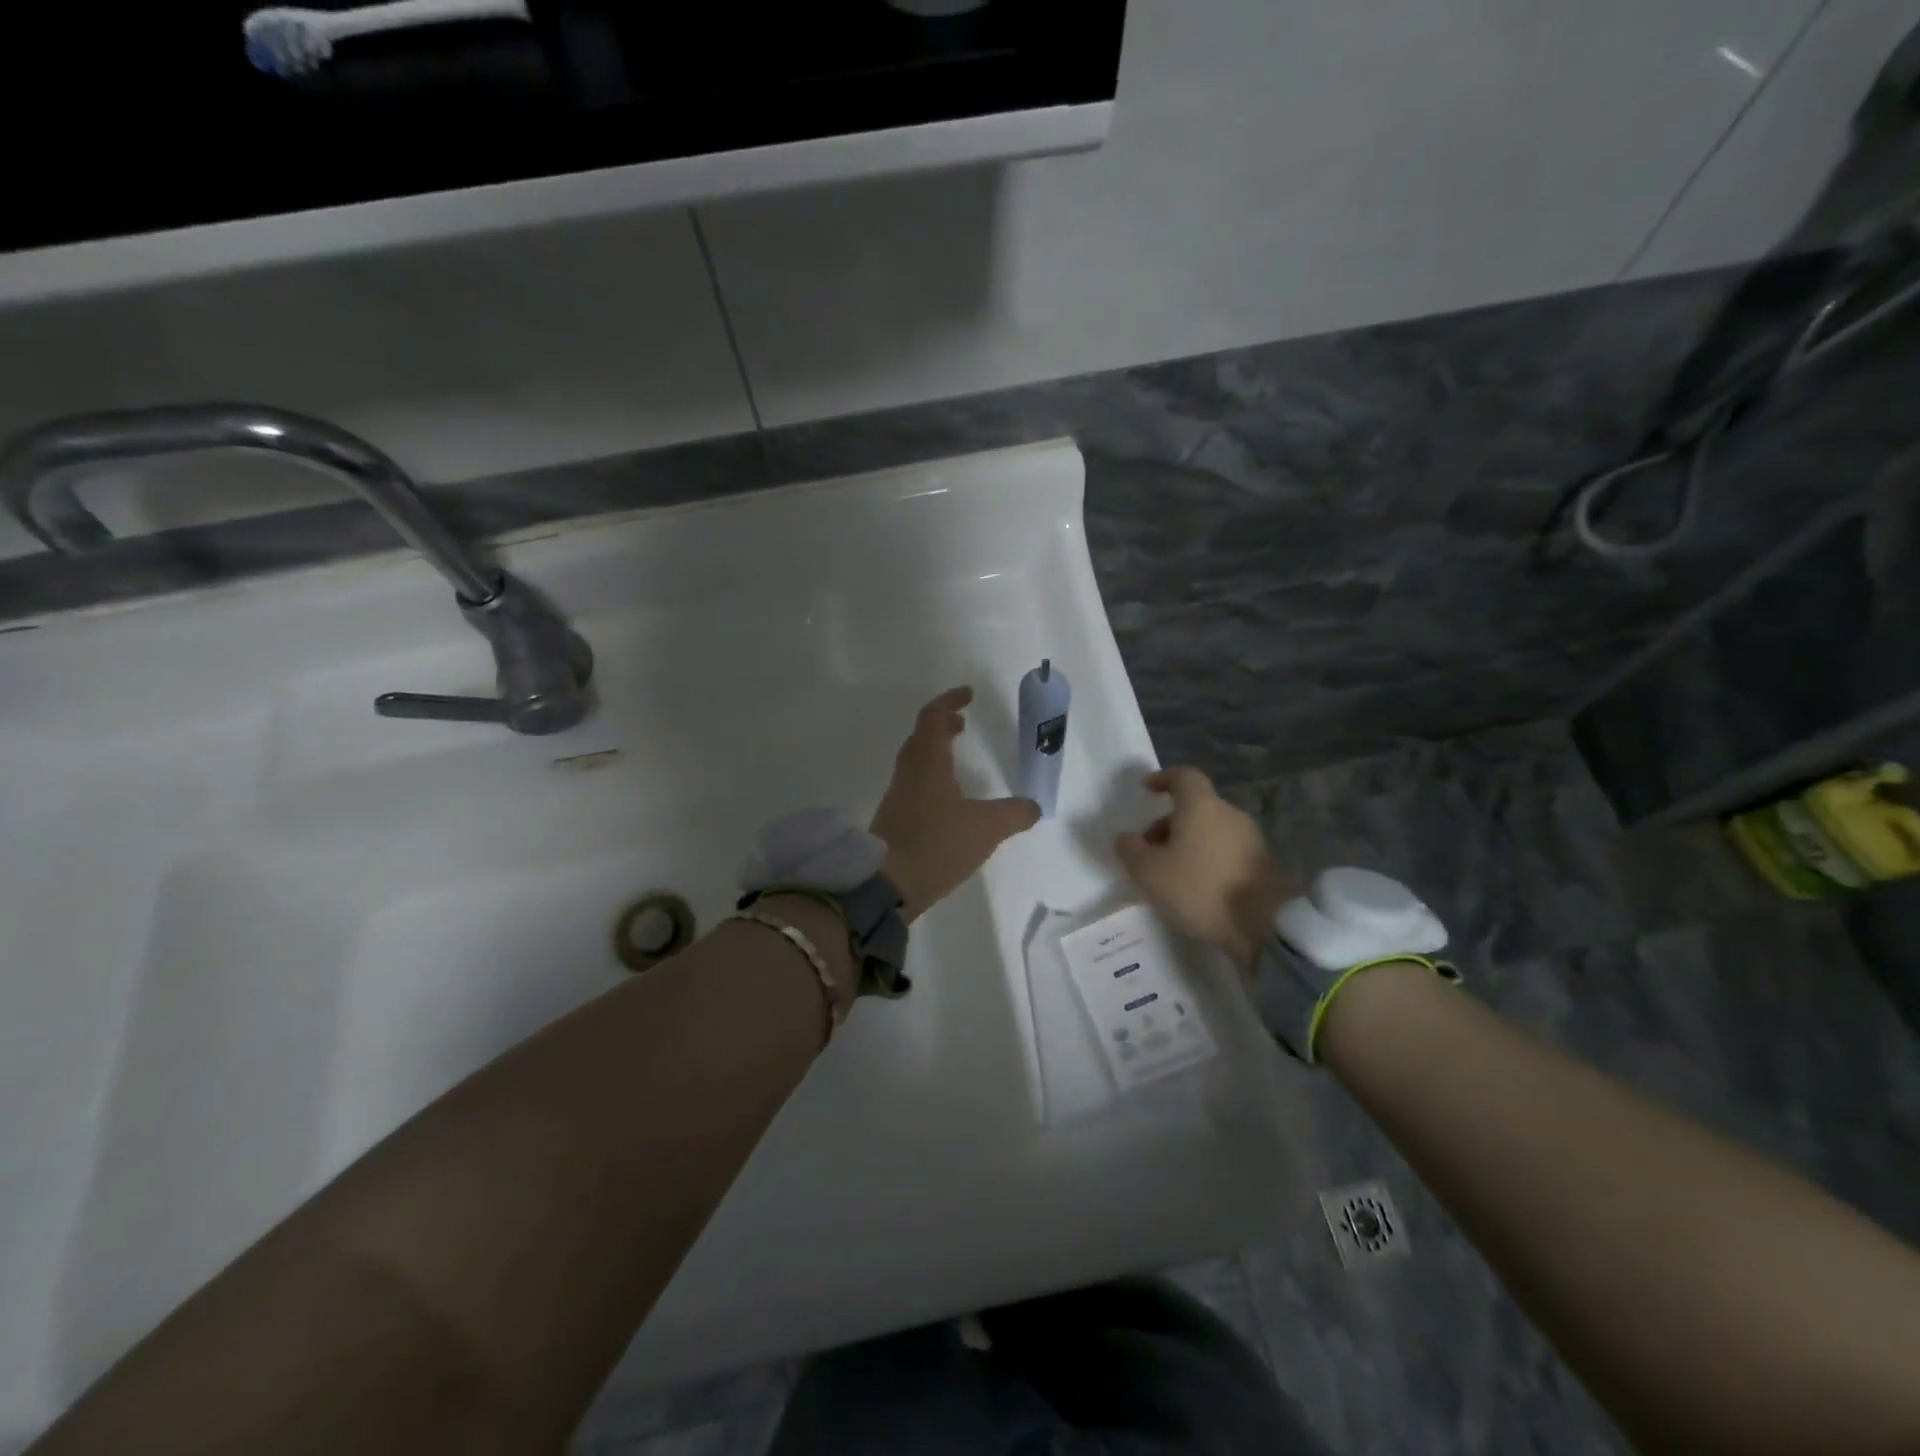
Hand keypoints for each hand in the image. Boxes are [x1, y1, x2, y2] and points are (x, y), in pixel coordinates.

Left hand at [871, 687, 1040, 921]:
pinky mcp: (892, 819)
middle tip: (962, 726)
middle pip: (920, 736)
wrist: (886, 885)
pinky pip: (913, 785)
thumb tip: (1034, 807)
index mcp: (927, 762)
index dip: (949, 701)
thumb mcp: (987, 828)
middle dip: (941, 726)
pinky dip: (930, 778)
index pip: (932, 716)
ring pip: (915, 761)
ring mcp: (897, 796)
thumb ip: (1014, 814)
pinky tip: (946, 801)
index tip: (968, 696)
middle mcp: (908, 773)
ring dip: (934, 752)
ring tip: (956, 761)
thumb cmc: (938, 844)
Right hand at [1114, 767, 1295, 966]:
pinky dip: (1207, 859)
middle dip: (1169, 822)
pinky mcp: (1264, 864)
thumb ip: (1130, 850)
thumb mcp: (1149, 872)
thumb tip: (1125, 837)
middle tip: (1148, 849)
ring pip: (1211, 830)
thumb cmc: (1200, 888)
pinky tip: (1198, 887)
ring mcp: (1251, 838)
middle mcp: (1229, 813)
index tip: (1147, 790)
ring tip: (1170, 874)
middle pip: (1195, 807)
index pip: (1184, 776)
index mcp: (1201, 806)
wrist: (1266, 925)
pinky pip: (1226, 851)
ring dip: (1188, 843)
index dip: (1163, 779)